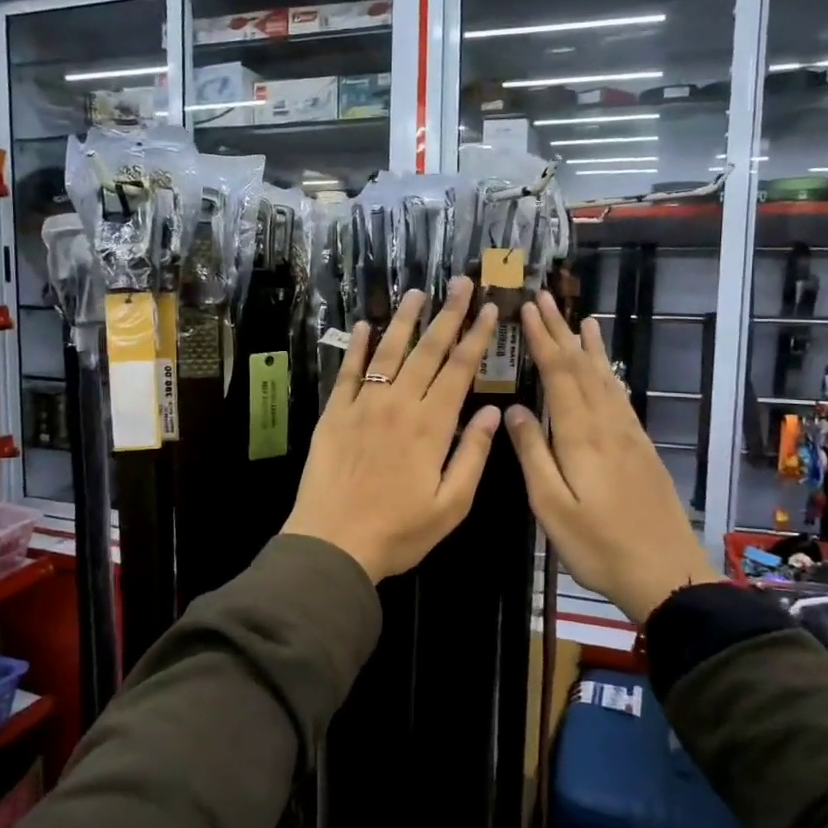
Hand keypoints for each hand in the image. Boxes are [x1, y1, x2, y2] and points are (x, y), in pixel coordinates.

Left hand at [282, 277, 501, 582]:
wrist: (333, 543)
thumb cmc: (399, 531)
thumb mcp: (451, 505)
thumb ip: (473, 455)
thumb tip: (495, 413)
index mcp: (431, 426)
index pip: (460, 370)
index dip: (477, 337)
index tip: (490, 309)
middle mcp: (398, 405)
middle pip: (427, 350)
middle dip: (448, 315)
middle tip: (461, 283)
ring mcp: (363, 405)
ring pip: (388, 353)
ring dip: (404, 320)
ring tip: (417, 292)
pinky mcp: (334, 414)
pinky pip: (348, 372)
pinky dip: (357, 347)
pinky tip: (364, 325)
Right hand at [504, 292, 716, 625]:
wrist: (667, 574)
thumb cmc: (599, 546)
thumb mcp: (552, 507)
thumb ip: (533, 455)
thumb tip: (514, 409)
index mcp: (582, 436)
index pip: (559, 374)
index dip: (543, 339)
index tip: (526, 308)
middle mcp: (608, 425)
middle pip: (583, 368)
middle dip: (561, 332)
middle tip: (545, 299)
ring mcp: (629, 436)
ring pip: (606, 379)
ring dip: (590, 348)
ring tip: (582, 320)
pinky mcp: (641, 449)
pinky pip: (621, 398)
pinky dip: (610, 374)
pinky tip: (608, 371)